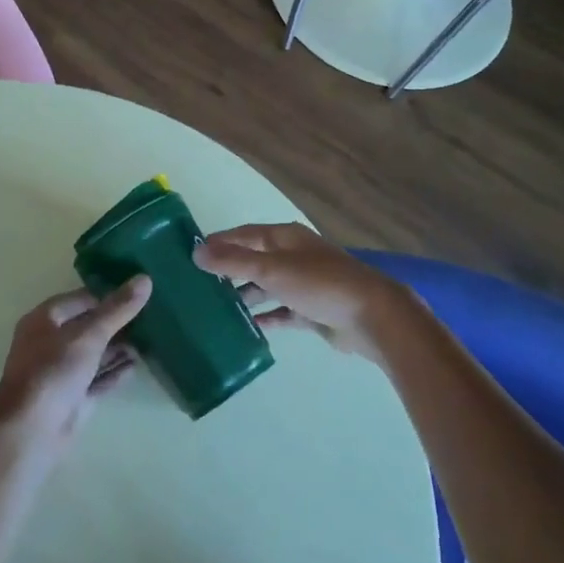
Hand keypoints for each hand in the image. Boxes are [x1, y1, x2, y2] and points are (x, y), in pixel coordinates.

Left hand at [0, 276, 151, 451]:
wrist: (31, 431)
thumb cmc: (54, 371)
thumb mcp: (88, 335)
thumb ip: (118, 309)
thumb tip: (145, 278)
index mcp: (46, 319)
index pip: (83, 299)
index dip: (110, 295)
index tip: (141, 294)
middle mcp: (51, 342)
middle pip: (89, 326)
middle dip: (118, 322)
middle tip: (153, 315)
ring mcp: (62, 371)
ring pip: (95, 353)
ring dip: (119, 347)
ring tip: (152, 339)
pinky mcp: (73, 397)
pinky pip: (97, 378)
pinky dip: (115, 371)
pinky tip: (137, 365)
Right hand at [193, 223, 410, 364]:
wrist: (371, 316)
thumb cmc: (319, 283)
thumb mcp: (271, 269)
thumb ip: (233, 262)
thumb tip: (196, 251)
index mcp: (285, 238)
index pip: (244, 234)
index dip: (219, 242)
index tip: (192, 253)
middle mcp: (294, 256)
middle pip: (255, 260)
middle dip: (229, 270)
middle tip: (199, 285)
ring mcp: (304, 284)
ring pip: (267, 287)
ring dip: (246, 295)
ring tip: (217, 308)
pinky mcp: (312, 311)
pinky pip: (282, 312)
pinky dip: (266, 317)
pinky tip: (247, 327)